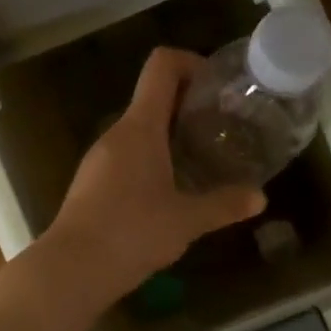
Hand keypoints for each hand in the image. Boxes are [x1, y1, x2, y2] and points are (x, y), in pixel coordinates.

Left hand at [42, 47, 265, 307]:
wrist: (71, 269)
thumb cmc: (132, 232)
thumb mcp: (186, 220)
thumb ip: (224, 205)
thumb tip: (259, 197)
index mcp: (140, 127)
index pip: (161, 66)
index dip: (190, 61)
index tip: (216, 84)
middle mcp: (116, 133)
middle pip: (153, 97)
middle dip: (188, 104)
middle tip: (221, 126)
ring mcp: (99, 158)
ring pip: (140, 129)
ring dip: (171, 134)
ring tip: (202, 158)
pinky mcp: (92, 182)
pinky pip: (128, 155)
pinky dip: (153, 158)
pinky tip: (172, 189)